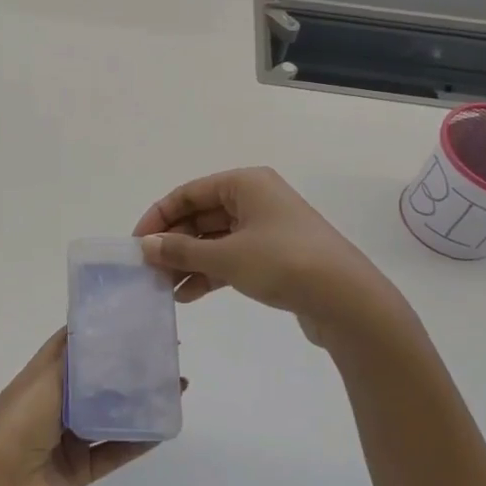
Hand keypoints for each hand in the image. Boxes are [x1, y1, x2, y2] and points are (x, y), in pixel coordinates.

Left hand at [0, 330, 174, 485]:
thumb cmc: (18, 429)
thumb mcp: (41, 384)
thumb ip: (70, 363)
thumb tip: (92, 335)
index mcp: (36, 381)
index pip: (67, 348)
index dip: (94, 333)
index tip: (128, 319)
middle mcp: (51, 407)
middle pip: (92, 382)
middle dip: (122, 368)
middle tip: (160, 353)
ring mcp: (66, 440)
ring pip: (107, 416)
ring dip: (136, 403)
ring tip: (171, 387)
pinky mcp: (80, 470)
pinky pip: (113, 452)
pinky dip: (137, 441)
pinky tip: (162, 427)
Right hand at [133, 167, 424, 359]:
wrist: (348, 301)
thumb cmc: (284, 263)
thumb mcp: (226, 256)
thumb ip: (181, 250)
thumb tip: (146, 246)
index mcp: (245, 184)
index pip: (187, 193)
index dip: (158, 217)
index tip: (137, 245)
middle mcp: (255, 199)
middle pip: (200, 216)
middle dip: (173, 243)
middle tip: (149, 270)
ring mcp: (267, 228)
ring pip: (214, 240)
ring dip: (189, 261)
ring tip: (164, 288)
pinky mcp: (275, 256)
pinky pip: (231, 258)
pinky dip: (210, 272)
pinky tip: (189, 295)